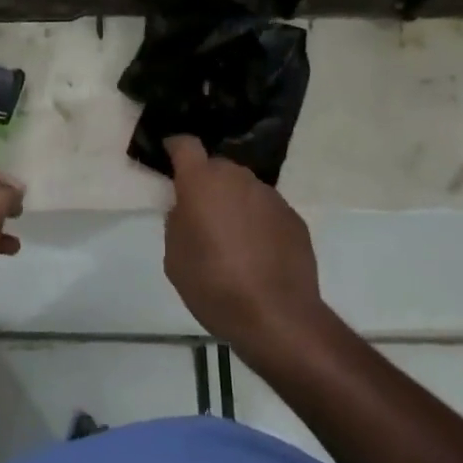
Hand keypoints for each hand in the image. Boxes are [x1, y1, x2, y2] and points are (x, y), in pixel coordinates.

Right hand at [163, 136, 322, 355]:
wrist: (276, 317)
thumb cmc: (213, 284)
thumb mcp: (175, 256)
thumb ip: (177, 221)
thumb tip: (187, 209)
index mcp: (202, 182)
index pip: (185, 145)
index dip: (175, 148)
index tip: (168, 159)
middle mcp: (238, 179)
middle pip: (217, 167)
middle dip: (206, 183)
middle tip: (200, 214)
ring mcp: (270, 197)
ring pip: (244, 188)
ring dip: (234, 203)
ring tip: (231, 240)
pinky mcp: (294, 218)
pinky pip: (266, 210)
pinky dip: (258, 223)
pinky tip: (257, 254)